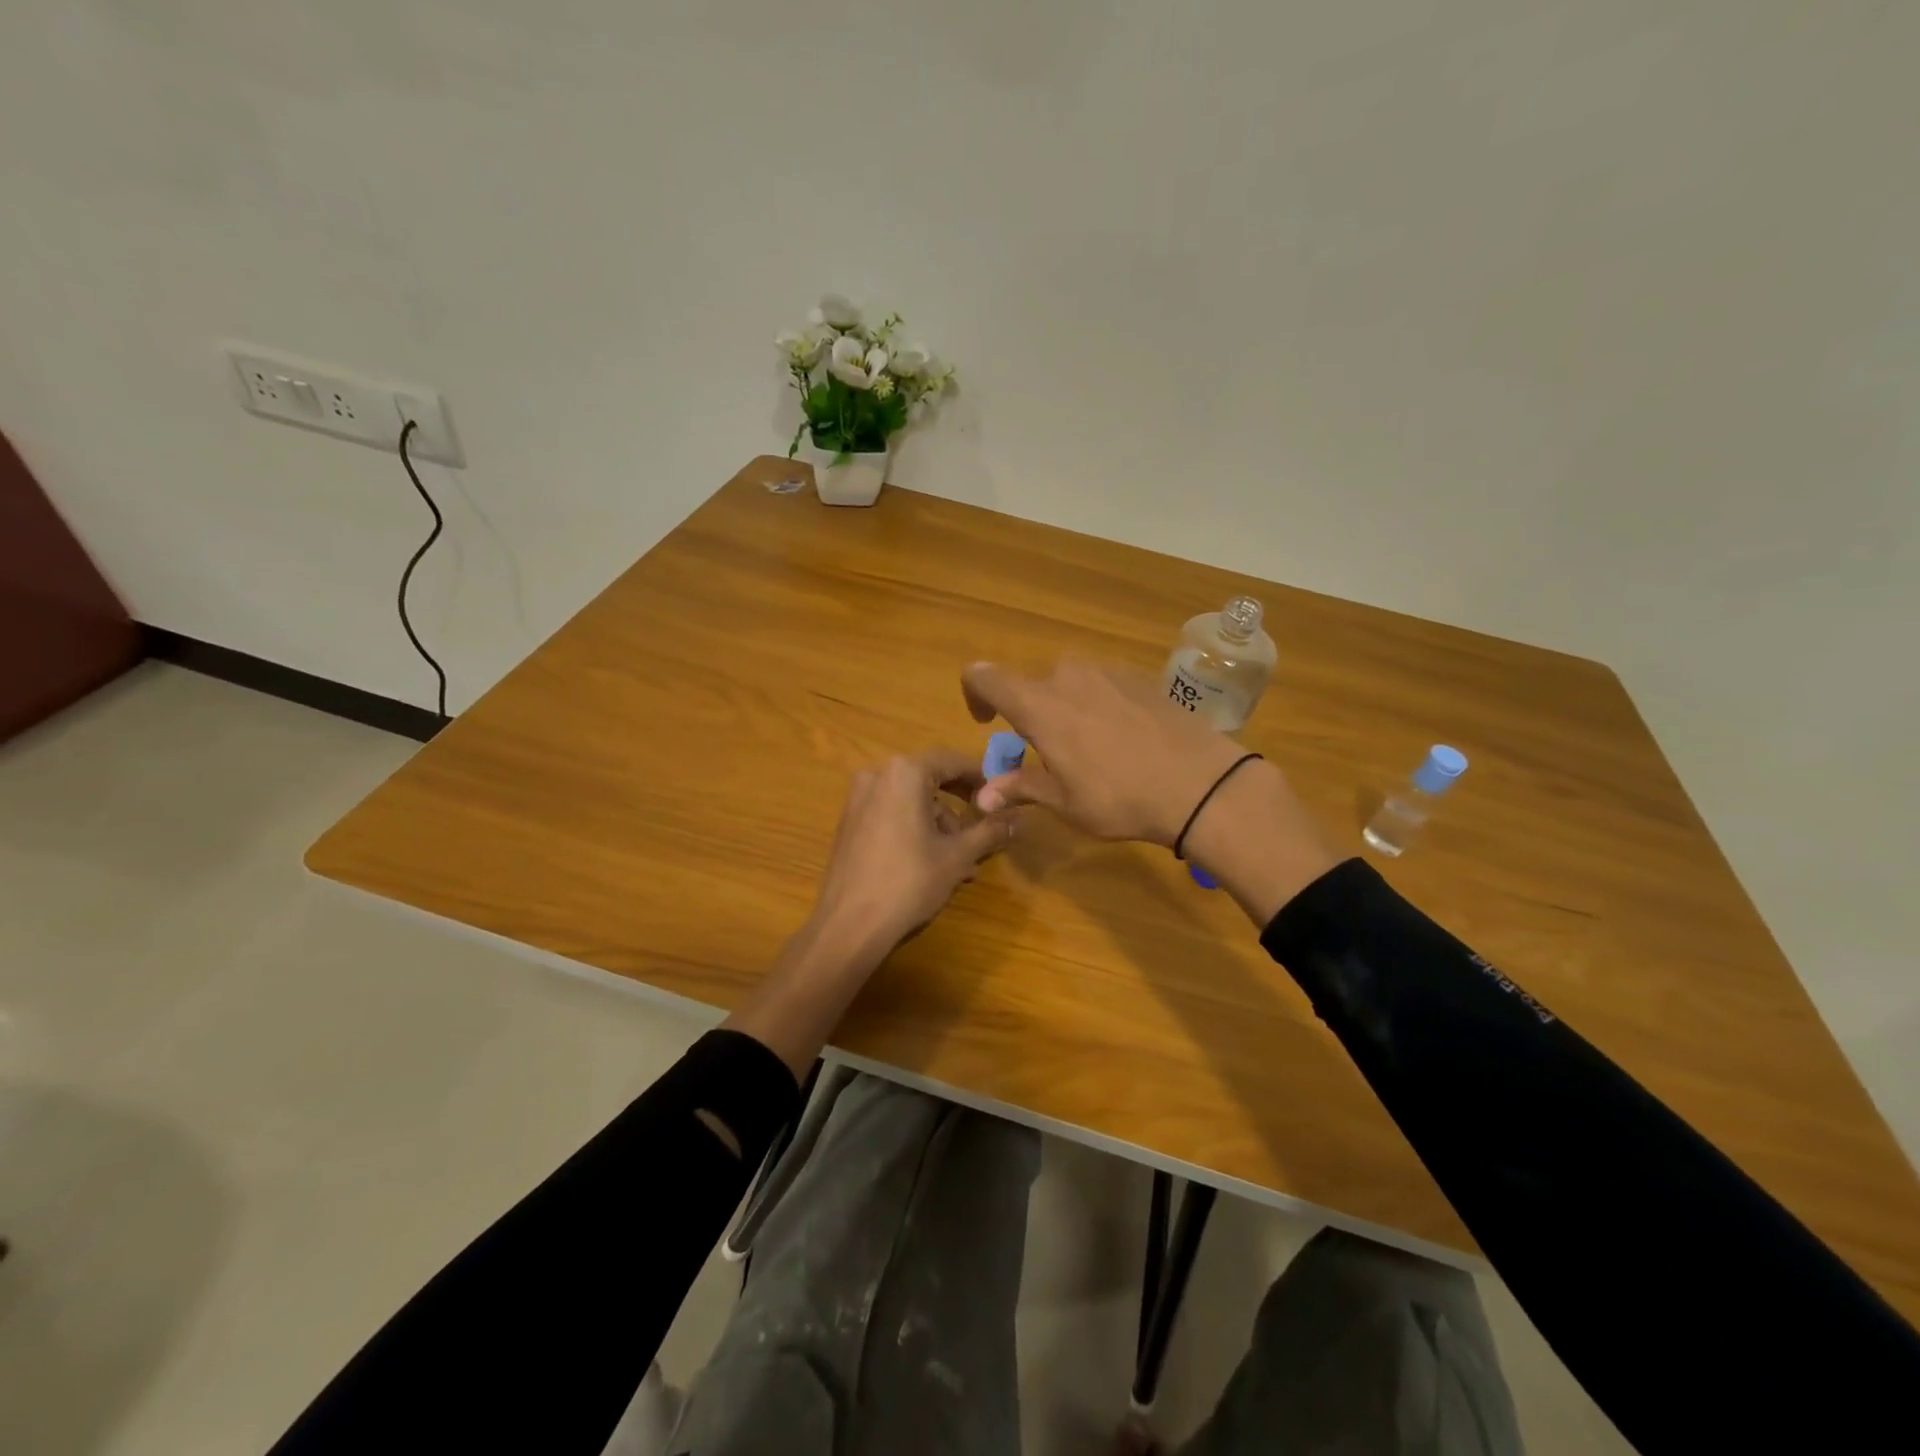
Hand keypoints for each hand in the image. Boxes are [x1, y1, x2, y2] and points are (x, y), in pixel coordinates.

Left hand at [805, 748, 1018, 962]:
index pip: (952, 761)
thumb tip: (1021, 817)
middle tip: (984, 830)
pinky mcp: (850, 821)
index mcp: (904, 772)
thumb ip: (990, 830)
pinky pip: (892, 813)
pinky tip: (932, 864)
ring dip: (939, 825)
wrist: (849, 923)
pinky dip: (915, 829)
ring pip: (912, 801)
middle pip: (930, 780)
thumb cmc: (909, 881)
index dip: (981, 777)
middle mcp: (877, 774)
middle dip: (959, 807)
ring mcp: (859, 798)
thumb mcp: (957, 855)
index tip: (1001, 797)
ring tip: (961, 864)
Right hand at [961, 659, 1252, 845]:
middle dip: (1028, 715)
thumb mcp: (1064, 802)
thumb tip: (982, 795)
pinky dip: (1095, 706)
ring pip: (1067, 684)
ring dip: (1063, 710)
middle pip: (1031, 686)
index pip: (985, 677)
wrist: (1201, 784)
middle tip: (1046, 754)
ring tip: (1087, 749)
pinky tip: (1121, 740)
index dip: (974, 694)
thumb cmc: (1120, 797)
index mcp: (1039, 705)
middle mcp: (1068, 676)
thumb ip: (1020, 787)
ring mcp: (1107, 672)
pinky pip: (1100, 685)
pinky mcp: (1139, 677)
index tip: (985, 723)